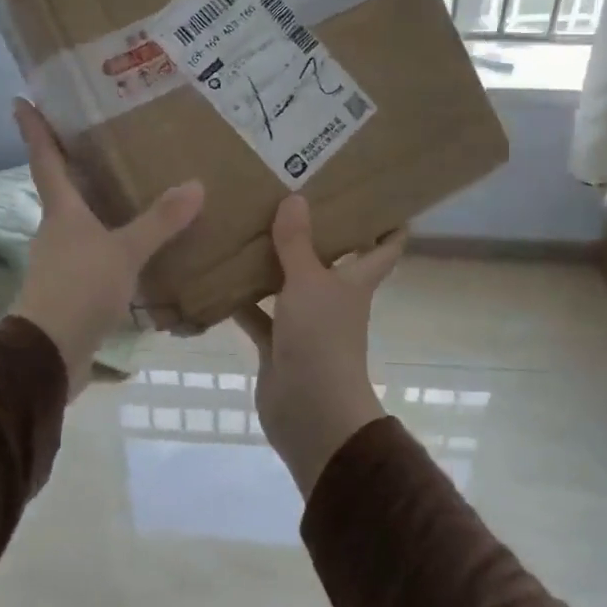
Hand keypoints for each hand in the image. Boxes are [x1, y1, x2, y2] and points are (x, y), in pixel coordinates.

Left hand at [10, 100, 203, 390]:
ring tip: (129, 189)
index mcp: (61, 212)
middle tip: (98, 137)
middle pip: (61, 188)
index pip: (45, 160)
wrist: (49, 354)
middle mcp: (56, 231)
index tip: (21, 100)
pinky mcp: (72, 288)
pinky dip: (111, 242)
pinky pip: (94, 253)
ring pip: (79, 222)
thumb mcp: (125, 252)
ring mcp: (61, 261)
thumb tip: (196, 185)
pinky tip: (136, 246)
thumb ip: (160, 221)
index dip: (34, 129)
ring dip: (96, 205)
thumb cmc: (79, 290)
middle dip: (73, 163)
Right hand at [233, 195, 405, 496]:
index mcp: (354, 281)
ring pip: (288, 285)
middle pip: (331, 260)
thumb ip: (298, 243)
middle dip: (315, 233)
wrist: (310, 411)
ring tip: (247, 226)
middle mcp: (333, 298)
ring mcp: (305, 323)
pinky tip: (218, 277)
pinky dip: (242, 301)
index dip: (389, 224)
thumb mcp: (308, 283)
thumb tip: (296, 198)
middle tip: (291, 195)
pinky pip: (259, 315)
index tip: (379, 196)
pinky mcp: (278, 344)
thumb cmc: (321, 339)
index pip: (385, 248)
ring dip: (271, 264)